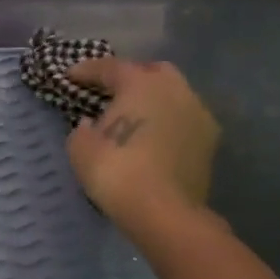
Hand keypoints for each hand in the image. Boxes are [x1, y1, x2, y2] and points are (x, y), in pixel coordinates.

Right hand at [64, 58, 219, 237]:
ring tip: (132, 115)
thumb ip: (84, 127)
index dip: (87, 70)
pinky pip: (183, 119)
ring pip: (173, 94)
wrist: (163, 211)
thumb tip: (94, 123)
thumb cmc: (115, 171)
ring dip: (152, 99)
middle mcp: (175, 89)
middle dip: (130, 76)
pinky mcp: (210, 140)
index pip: (110, 67)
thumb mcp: (80, 146)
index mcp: (141, 84)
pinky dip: (166, 121)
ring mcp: (198, 113)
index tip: (69, 75)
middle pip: (152, 71)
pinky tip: (151, 136)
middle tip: (108, 90)